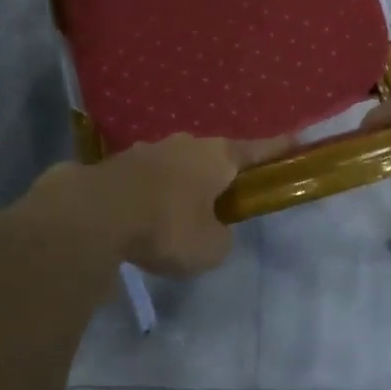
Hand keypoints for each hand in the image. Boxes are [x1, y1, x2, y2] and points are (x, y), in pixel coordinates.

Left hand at [27, 134, 291, 278]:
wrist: (94, 213)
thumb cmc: (167, 226)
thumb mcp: (210, 249)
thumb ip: (221, 238)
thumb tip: (212, 231)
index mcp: (217, 156)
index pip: (258, 150)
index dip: (278, 149)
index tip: (296, 141)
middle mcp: (186, 144)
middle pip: (213, 158)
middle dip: (219, 177)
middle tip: (222, 204)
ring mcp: (148, 149)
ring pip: (176, 167)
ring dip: (180, 187)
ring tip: (174, 219)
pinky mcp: (116, 164)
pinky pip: (145, 180)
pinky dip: (149, 196)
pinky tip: (140, 221)